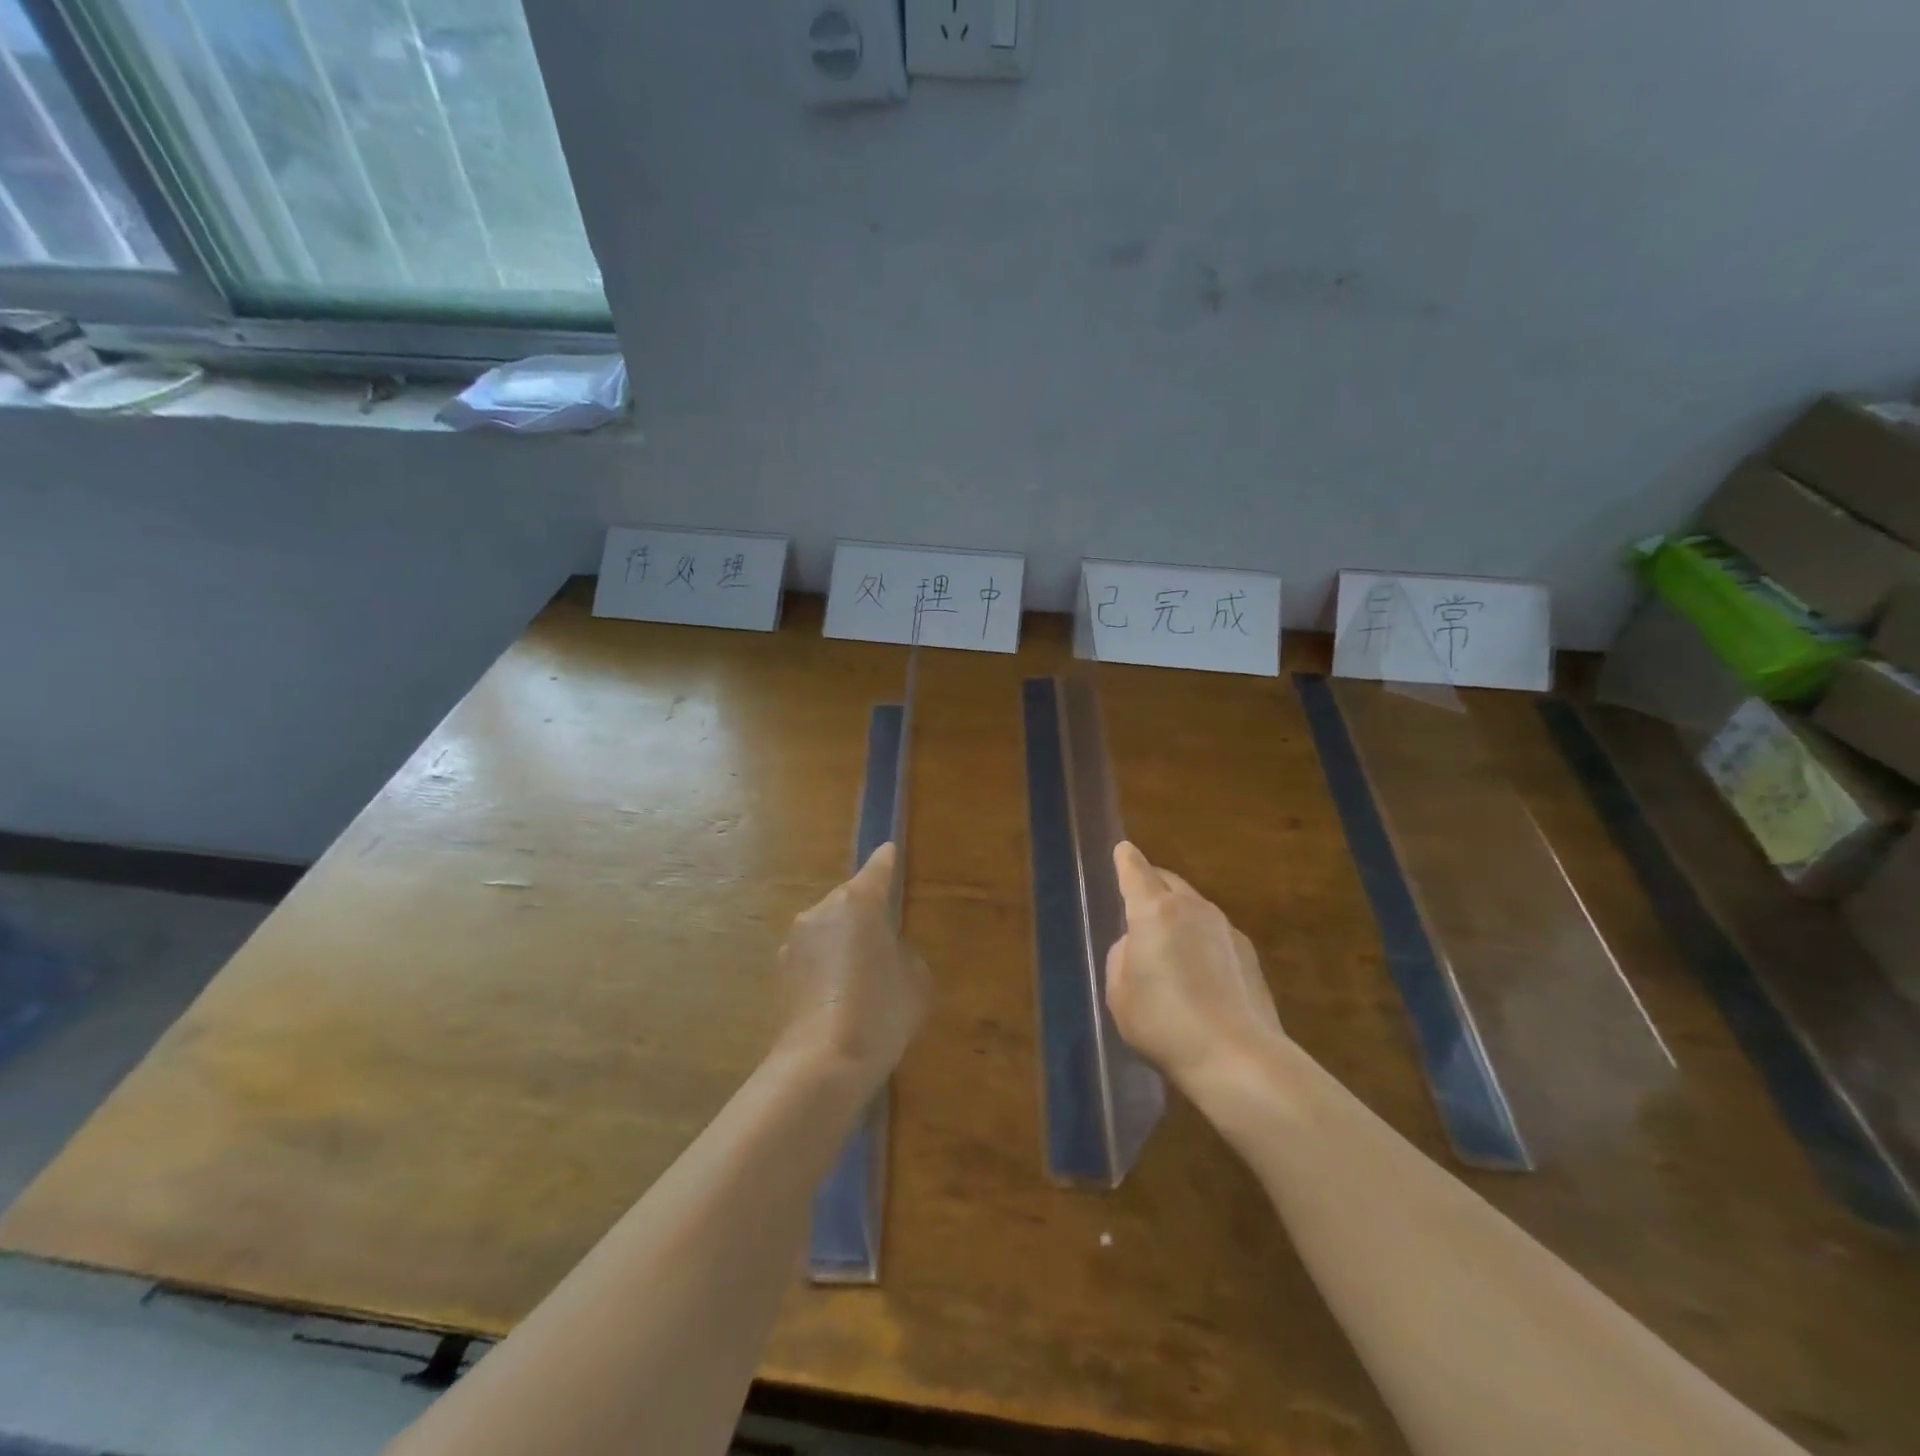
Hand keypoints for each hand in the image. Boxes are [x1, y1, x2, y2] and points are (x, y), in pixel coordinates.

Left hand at [777, 843, 929, 1083]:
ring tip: (862, 974)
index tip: (889, 852)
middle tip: (885, 936)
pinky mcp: (780, 973)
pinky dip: (827, 966)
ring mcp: (794, 943)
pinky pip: (813, 957)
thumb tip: (886, 953)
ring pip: (827, 929)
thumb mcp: (915, 979)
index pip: (877, 871)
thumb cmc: (880, 1011)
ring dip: (843, 941)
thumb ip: (903, 953)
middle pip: (848, 901)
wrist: (822, 1064)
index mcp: (857, 902)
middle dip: (865, 912)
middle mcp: (820, 912)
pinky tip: (840, 996)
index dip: (886, 863)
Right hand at [1106, 842, 1285, 1090]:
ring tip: (1168, 947)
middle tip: (1138, 901)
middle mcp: (1192, 909)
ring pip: (1194, 908)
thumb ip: (1123, 957)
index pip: (1135, 871)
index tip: (1123, 849)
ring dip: (1178, 916)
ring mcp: (1226, 929)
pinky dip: (1201, 942)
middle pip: (1168, 882)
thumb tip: (1138, 945)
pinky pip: (1215, 935)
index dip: (1126, 860)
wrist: (1237, 1058)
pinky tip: (1198, 975)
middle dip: (1152, 884)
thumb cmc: (1164, 1022)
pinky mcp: (1249, 955)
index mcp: (1154, 911)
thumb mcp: (1119, 993)